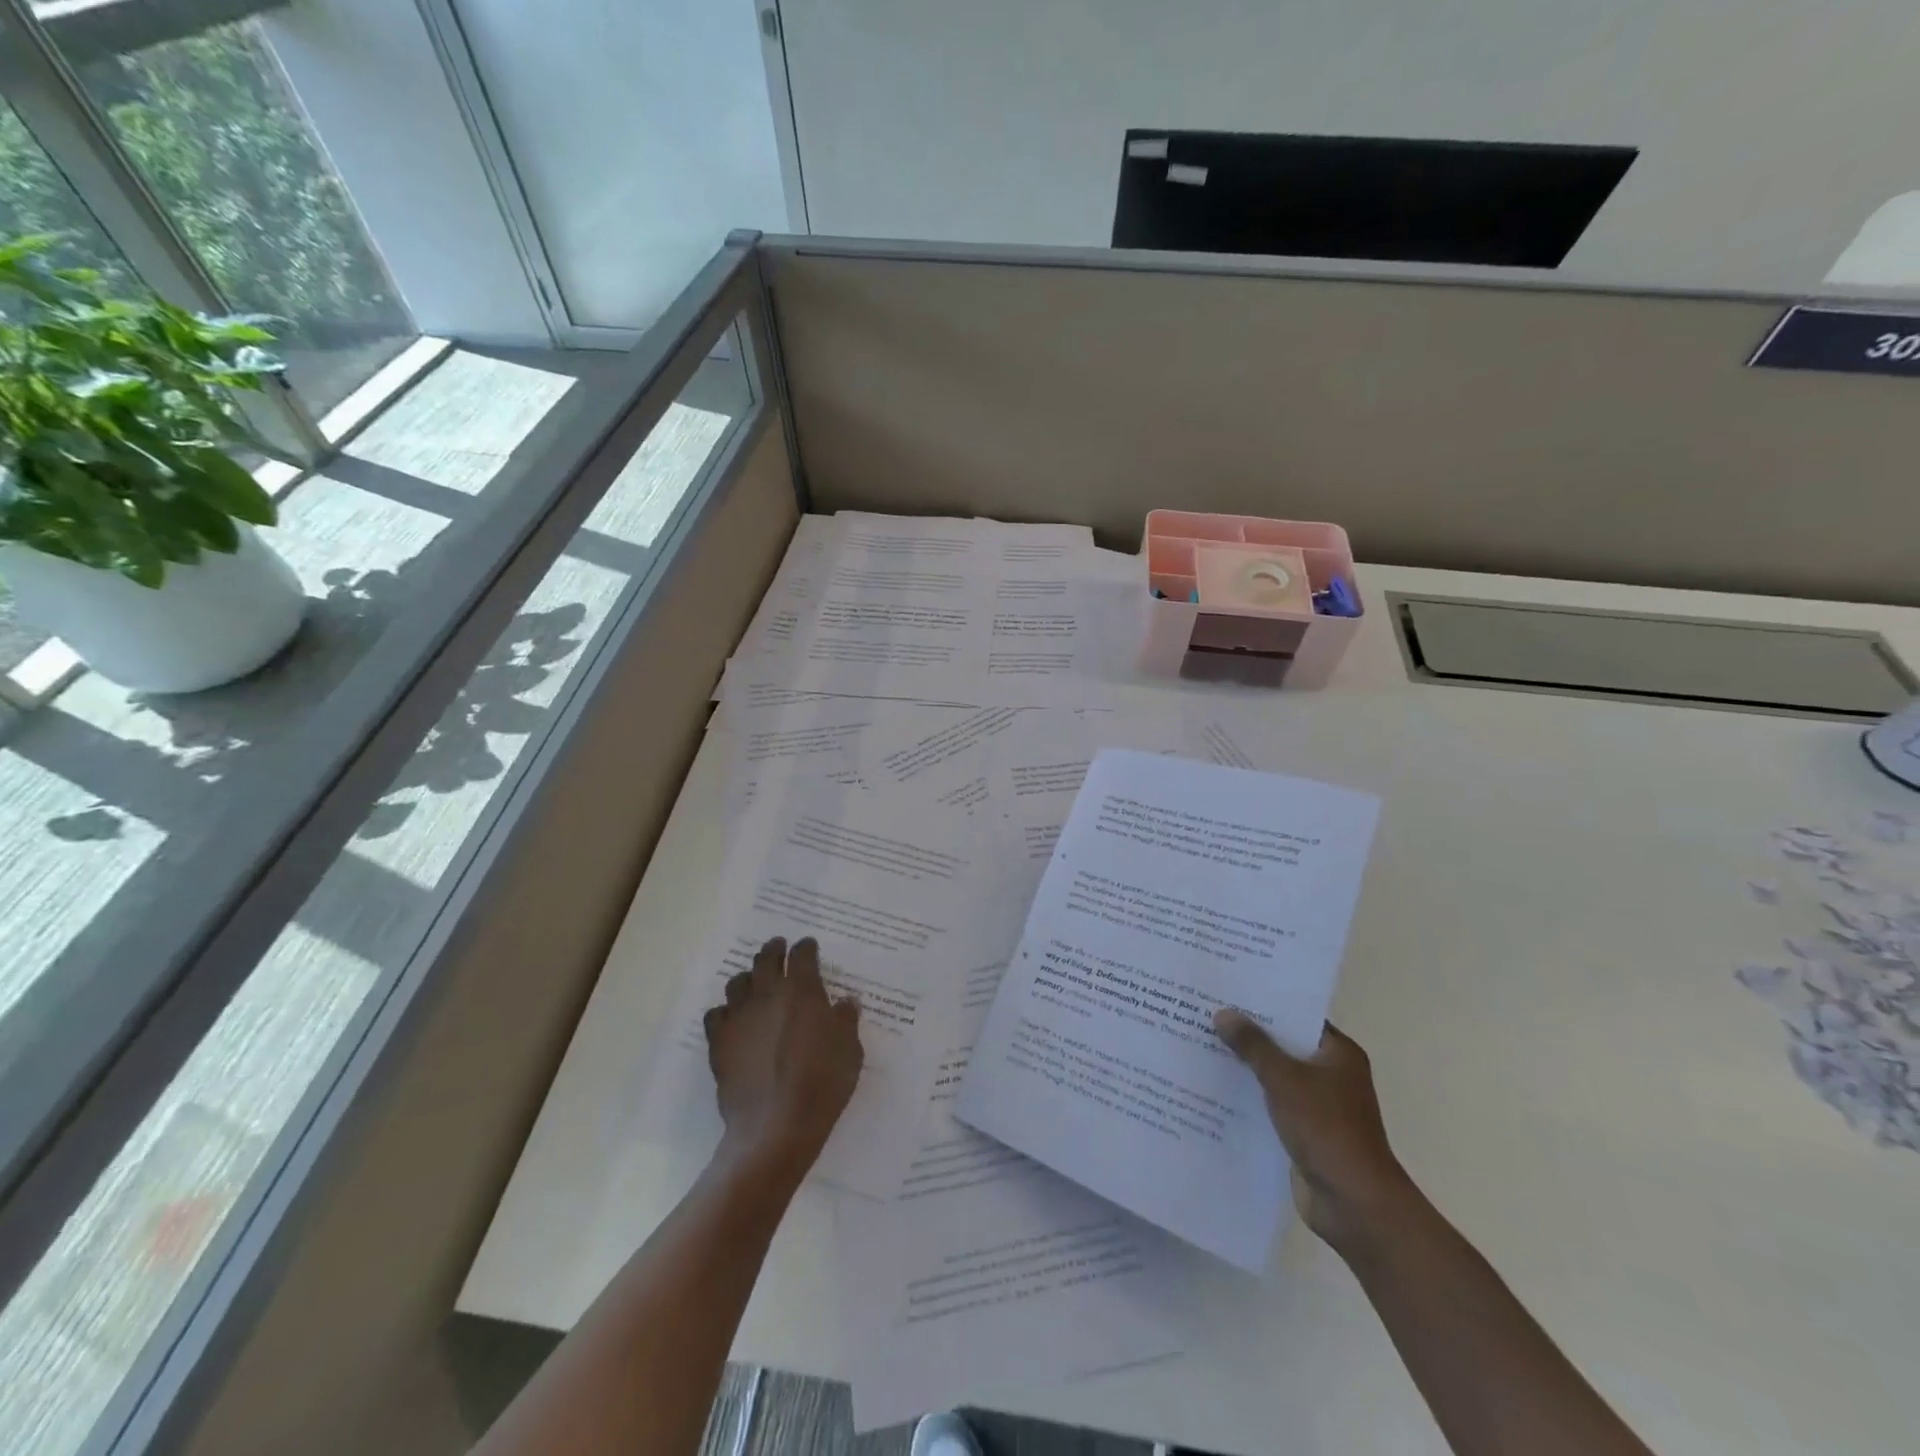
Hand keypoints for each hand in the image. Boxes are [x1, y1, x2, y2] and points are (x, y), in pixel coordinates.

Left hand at [703, 936, 862, 1184]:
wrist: (775, 1125)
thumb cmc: (822, 1084)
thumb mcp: (850, 1051)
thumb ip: (846, 1021)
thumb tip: (845, 1003)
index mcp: (803, 991)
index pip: (802, 955)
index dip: (806, 947)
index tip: (809, 946)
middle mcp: (768, 994)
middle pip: (766, 958)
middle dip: (774, 949)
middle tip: (779, 946)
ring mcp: (739, 1016)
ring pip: (738, 982)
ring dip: (748, 977)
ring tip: (755, 983)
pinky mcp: (719, 1042)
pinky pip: (716, 1014)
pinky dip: (725, 1012)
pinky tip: (733, 1020)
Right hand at [1213, 1010, 1413, 1257]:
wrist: (1353, 1204)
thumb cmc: (1326, 1129)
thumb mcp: (1285, 1079)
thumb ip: (1253, 1045)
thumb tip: (1224, 1013)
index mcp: (1338, 1054)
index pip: (1297, 1017)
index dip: (1265, 1003)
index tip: (1229, 990)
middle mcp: (1330, 1075)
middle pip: (1283, 1046)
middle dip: (1248, 1035)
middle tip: (1205, 1014)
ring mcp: (1317, 1106)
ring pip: (1274, 1076)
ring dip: (1245, 1067)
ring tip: (1200, 1046)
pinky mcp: (1303, 1132)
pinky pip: (1270, 1104)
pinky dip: (1248, 1097)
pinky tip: (1213, 1089)